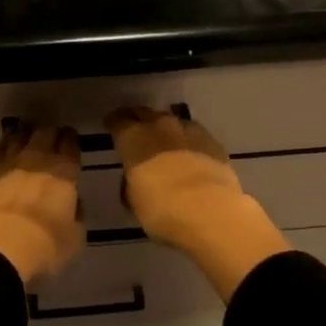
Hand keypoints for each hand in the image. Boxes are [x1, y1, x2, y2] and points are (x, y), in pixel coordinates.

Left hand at [0, 124, 84, 285]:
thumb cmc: (43, 246)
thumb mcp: (74, 238)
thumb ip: (76, 215)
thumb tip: (73, 203)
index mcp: (63, 172)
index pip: (70, 144)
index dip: (71, 139)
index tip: (70, 139)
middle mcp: (38, 159)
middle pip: (45, 133)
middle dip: (50, 132)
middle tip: (51, 136)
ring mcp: (9, 161)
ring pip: (20, 135)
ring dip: (26, 134)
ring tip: (28, 136)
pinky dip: (6, 143)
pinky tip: (6, 146)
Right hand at [106, 106, 289, 301]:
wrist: (211, 212)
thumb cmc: (162, 209)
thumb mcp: (133, 201)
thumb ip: (130, 182)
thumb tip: (135, 178)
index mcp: (133, 137)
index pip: (117, 119)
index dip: (113, 124)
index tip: (111, 128)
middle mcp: (159, 125)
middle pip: (144, 113)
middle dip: (139, 121)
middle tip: (136, 133)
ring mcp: (189, 130)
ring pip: (172, 121)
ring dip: (166, 131)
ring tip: (165, 145)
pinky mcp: (213, 142)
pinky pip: (195, 136)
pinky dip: (189, 143)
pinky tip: (190, 156)